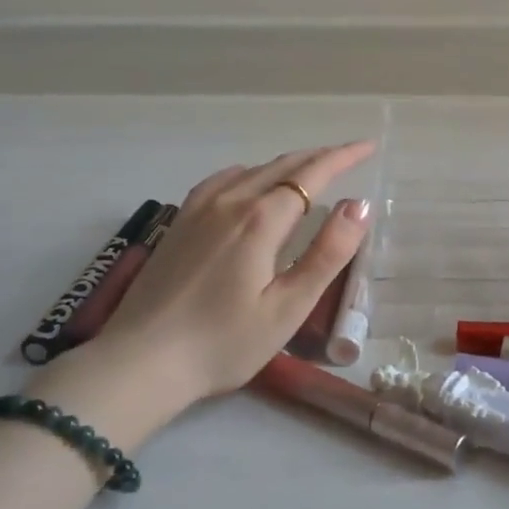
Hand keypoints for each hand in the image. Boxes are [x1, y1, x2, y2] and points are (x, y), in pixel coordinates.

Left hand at [92, 141, 376, 398]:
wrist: (140, 362)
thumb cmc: (224, 343)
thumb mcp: (288, 307)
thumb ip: (327, 253)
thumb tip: (359, 205)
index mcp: (261, 220)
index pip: (312, 174)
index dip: (343, 157)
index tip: (368, 146)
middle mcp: (230, 201)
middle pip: (283, 166)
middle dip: (320, 157)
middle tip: (350, 155)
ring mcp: (199, 209)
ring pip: (253, 170)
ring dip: (287, 164)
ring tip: (310, 171)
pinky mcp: (180, 222)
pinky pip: (223, 180)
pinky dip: (250, 173)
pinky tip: (250, 185)